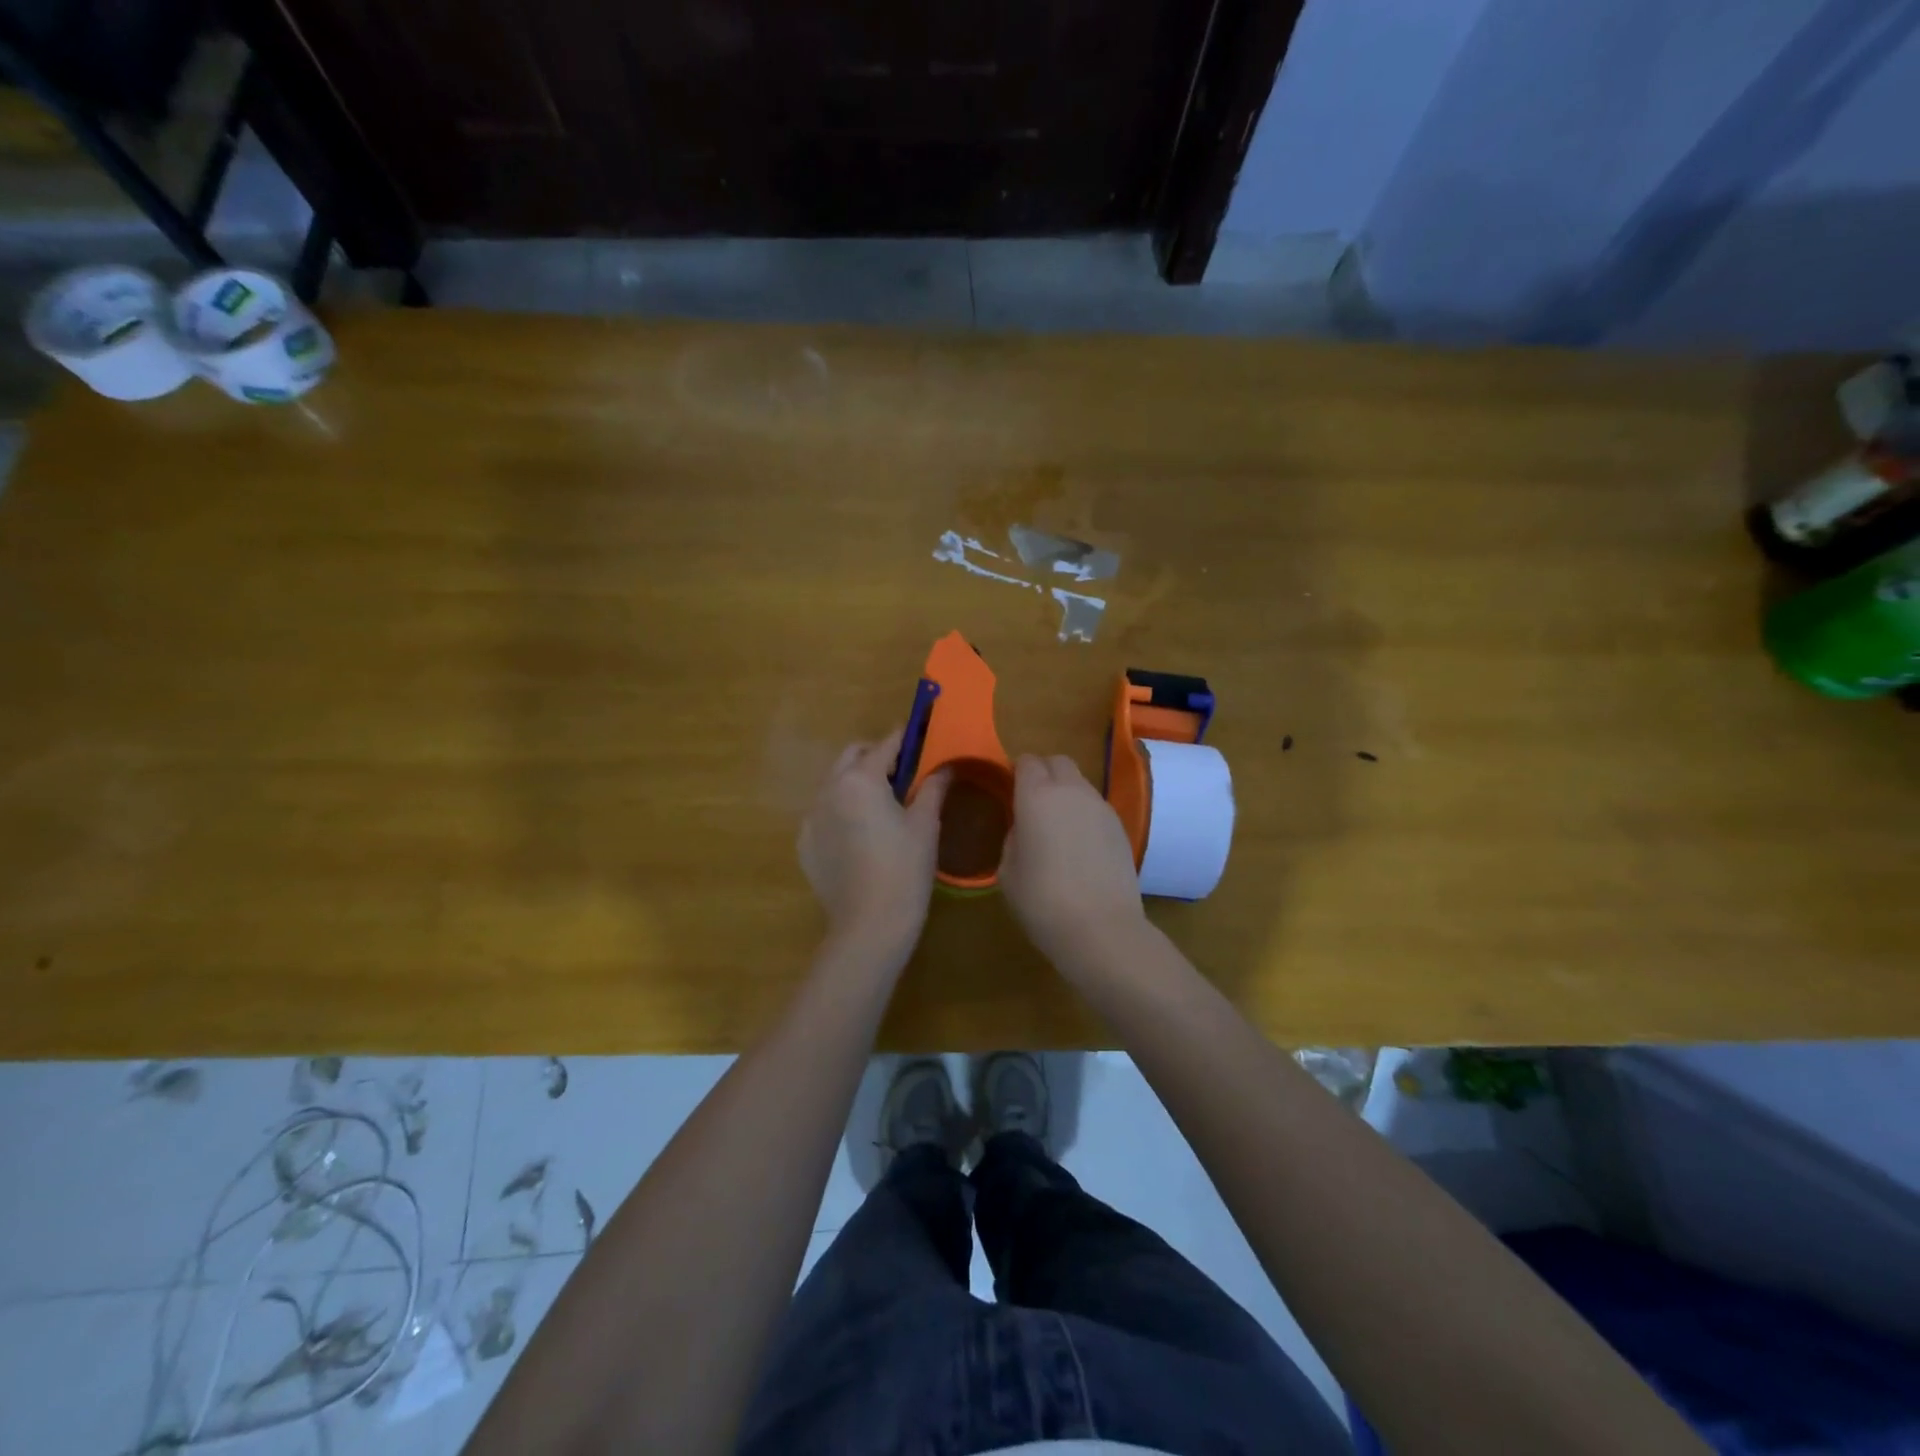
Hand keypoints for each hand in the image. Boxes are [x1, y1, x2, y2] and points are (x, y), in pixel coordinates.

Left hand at [798, 727, 949, 959]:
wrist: (869, 926)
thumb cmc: (905, 870)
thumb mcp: (926, 825)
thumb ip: (933, 787)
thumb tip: (946, 766)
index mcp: (860, 779)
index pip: (886, 745)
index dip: (907, 738)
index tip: (922, 734)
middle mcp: (828, 789)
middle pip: (853, 756)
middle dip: (877, 756)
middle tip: (905, 774)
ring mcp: (811, 817)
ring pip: (835, 783)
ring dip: (858, 782)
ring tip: (884, 806)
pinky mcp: (805, 843)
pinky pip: (824, 812)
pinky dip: (842, 810)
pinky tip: (862, 835)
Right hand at [1000, 754, 1146, 967]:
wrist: (1102, 928)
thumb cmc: (1042, 901)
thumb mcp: (1008, 871)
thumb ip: (1013, 838)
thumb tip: (1024, 828)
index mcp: (1036, 796)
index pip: (1027, 761)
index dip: (1017, 771)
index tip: (1009, 790)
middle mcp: (1071, 791)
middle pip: (1058, 761)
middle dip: (1044, 772)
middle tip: (1032, 801)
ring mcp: (1101, 807)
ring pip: (1080, 782)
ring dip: (1066, 792)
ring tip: (1057, 825)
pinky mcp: (1121, 826)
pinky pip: (1096, 805)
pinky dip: (1084, 812)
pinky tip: (1079, 844)